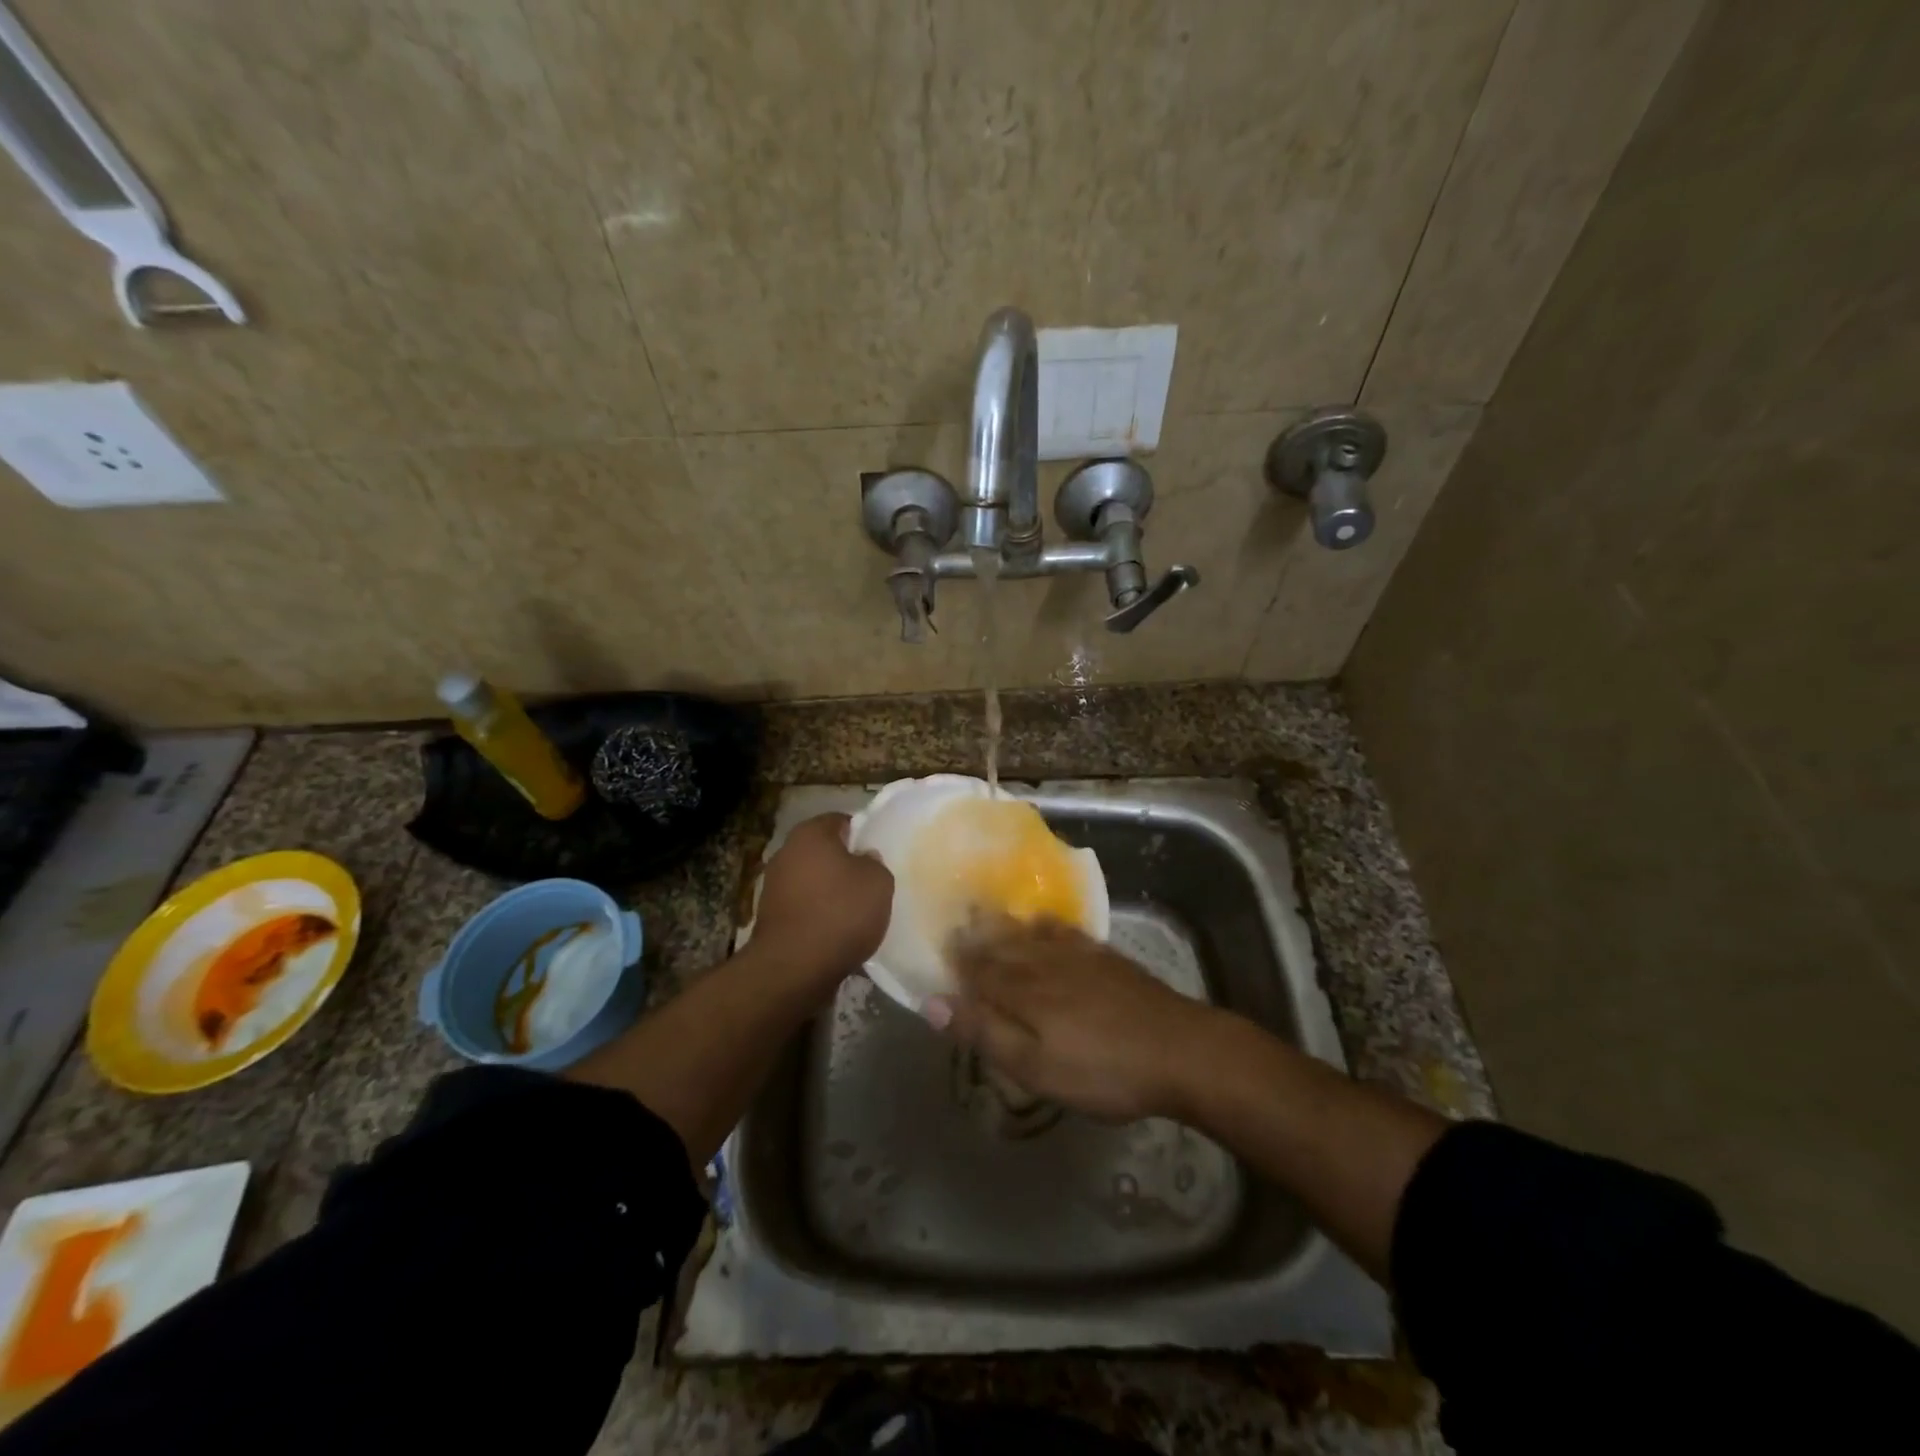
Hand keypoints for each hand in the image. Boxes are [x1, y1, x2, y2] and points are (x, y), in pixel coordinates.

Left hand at [753, 813, 892, 985]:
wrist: (794, 968)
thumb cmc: (841, 912)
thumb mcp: (879, 882)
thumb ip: (875, 863)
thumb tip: (863, 859)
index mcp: (810, 833)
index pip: (840, 821)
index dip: (862, 835)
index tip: (877, 855)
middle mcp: (785, 852)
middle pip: (823, 851)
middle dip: (844, 864)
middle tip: (869, 883)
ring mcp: (773, 886)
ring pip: (812, 880)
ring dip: (830, 892)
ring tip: (854, 913)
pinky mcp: (769, 917)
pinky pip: (803, 907)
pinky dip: (817, 915)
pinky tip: (835, 932)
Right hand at [929, 916, 1216, 1121]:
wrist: (1179, 1049)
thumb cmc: (1101, 1069)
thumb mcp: (1035, 1067)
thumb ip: (984, 1032)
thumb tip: (932, 1002)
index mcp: (1022, 989)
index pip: (977, 969)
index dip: (955, 962)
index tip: (936, 951)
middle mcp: (1043, 961)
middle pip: (1001, 945)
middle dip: (975, 937)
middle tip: (954, 926)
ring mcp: (1077, 954)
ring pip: (1029, 933)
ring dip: (1004, 925)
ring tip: (987, 916)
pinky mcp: (1104, 956)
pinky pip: (1063, 930)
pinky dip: (1043, 925)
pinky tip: (1043, 924)